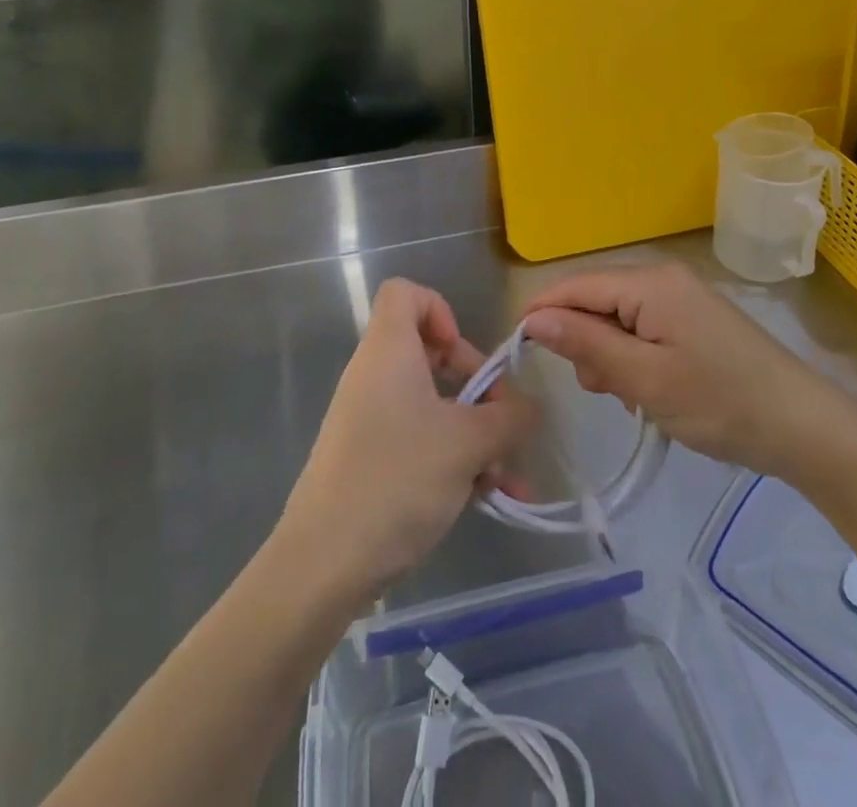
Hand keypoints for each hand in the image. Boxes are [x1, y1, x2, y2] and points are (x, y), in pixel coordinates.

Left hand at [280, 278, 536, 592]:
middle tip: (502, 421)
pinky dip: (453, 460)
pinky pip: (419, 441)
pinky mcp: (369, 459)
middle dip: (477, 387)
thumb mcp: (468, 444)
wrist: (323, 564)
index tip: (464, 356)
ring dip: (475, 435)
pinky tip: (486, 499)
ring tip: (507, 479)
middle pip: (430, 353)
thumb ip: (510, 418)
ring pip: (433, 406)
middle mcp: (375, 376)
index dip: (441, 310)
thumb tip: (533, 406)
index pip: (405, 292)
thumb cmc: (397, 479)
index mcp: (388, 351)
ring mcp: (369, 420)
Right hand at [522, 262, 851, 478]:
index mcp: (649, 283)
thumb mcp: (645, 379)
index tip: (519, 354)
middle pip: (596, 301)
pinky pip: (643, 330)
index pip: (575, 286)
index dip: (542, 314)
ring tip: (630, 397)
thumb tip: (533, 318)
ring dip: (610, 357)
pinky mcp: (693, 320)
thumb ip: (586, 344)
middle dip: (584, 343)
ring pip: (617, 319)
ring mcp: (681, 299)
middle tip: (601, 391)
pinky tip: (649, 392)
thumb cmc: (720, 402)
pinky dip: (634, 359)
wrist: (803, 426)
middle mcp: (662, 279)